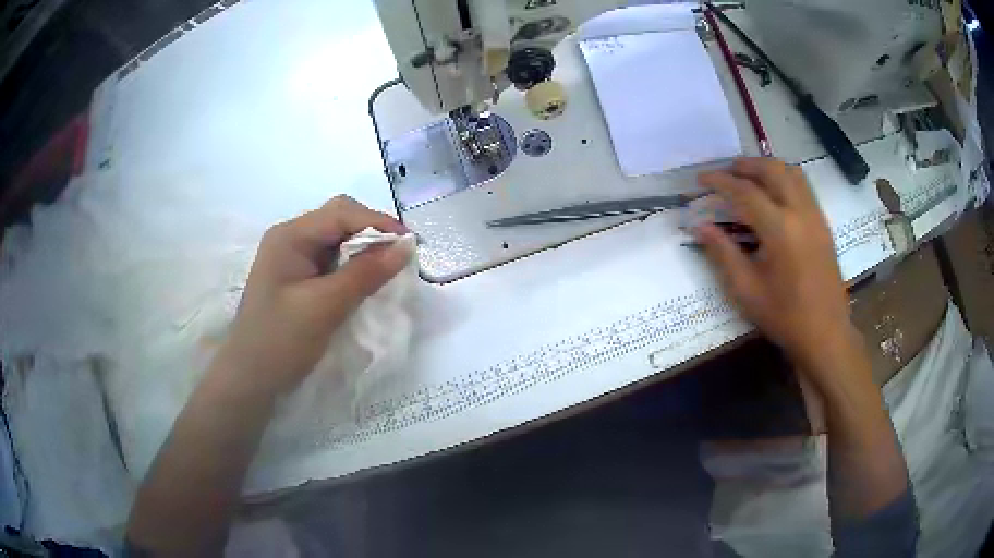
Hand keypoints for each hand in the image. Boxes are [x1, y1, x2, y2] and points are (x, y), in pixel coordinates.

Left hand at [218, 196, 411, 397]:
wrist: (250, 381)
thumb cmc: (280, 341)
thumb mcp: (325, 307)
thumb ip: (365, 274)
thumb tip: (406, 246)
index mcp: (290, 236)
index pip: (341, 213)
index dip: (379, 223)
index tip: (412, 244)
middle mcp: (291, 238)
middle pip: (339, 219)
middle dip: (371, 233)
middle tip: (399, 257)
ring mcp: (293, 258)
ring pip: (338, 240)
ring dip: (364, 251)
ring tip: (387, 270)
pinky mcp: (298, 278)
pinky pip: (332, 261)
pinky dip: (352, 267)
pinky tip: (365, 282)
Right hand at [695, 159, 863, 388]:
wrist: (825, 333)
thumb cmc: (784, 316)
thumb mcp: (746, 289)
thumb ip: (723, 252)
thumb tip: (699, 227)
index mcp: (780, 229)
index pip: (745, 192)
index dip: (720, 182)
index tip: (701, 179)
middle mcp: (800, 213)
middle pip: (773, 170)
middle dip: (746, 165)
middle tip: (726, 171)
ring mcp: (816, 216)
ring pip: (792, 173)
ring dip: (768, 168)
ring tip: (749, 177)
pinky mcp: (823, 224)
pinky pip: (803, 187)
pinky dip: (784, 179)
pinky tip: (773, 195)